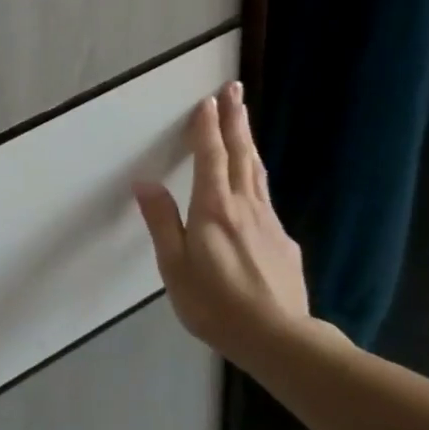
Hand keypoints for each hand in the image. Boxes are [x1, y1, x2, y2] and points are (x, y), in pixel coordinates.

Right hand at [133, 81, 321, 365]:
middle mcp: (245, 206)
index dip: (207, 127)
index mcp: (213, 209)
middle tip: (235, 90)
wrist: (280, 339)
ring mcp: (269, 222)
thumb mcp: (174, 267)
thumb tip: (145, 182)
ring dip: (248, 142)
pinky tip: (253, 185)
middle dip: (235, 120)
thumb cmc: (216, 304)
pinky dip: (256, 177)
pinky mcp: (283, 241)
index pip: (211, 157)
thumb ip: (161, 222)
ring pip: (257, 172)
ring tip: (244, 121)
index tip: (208, 100)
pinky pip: (265, 197)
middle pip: (240, 154)